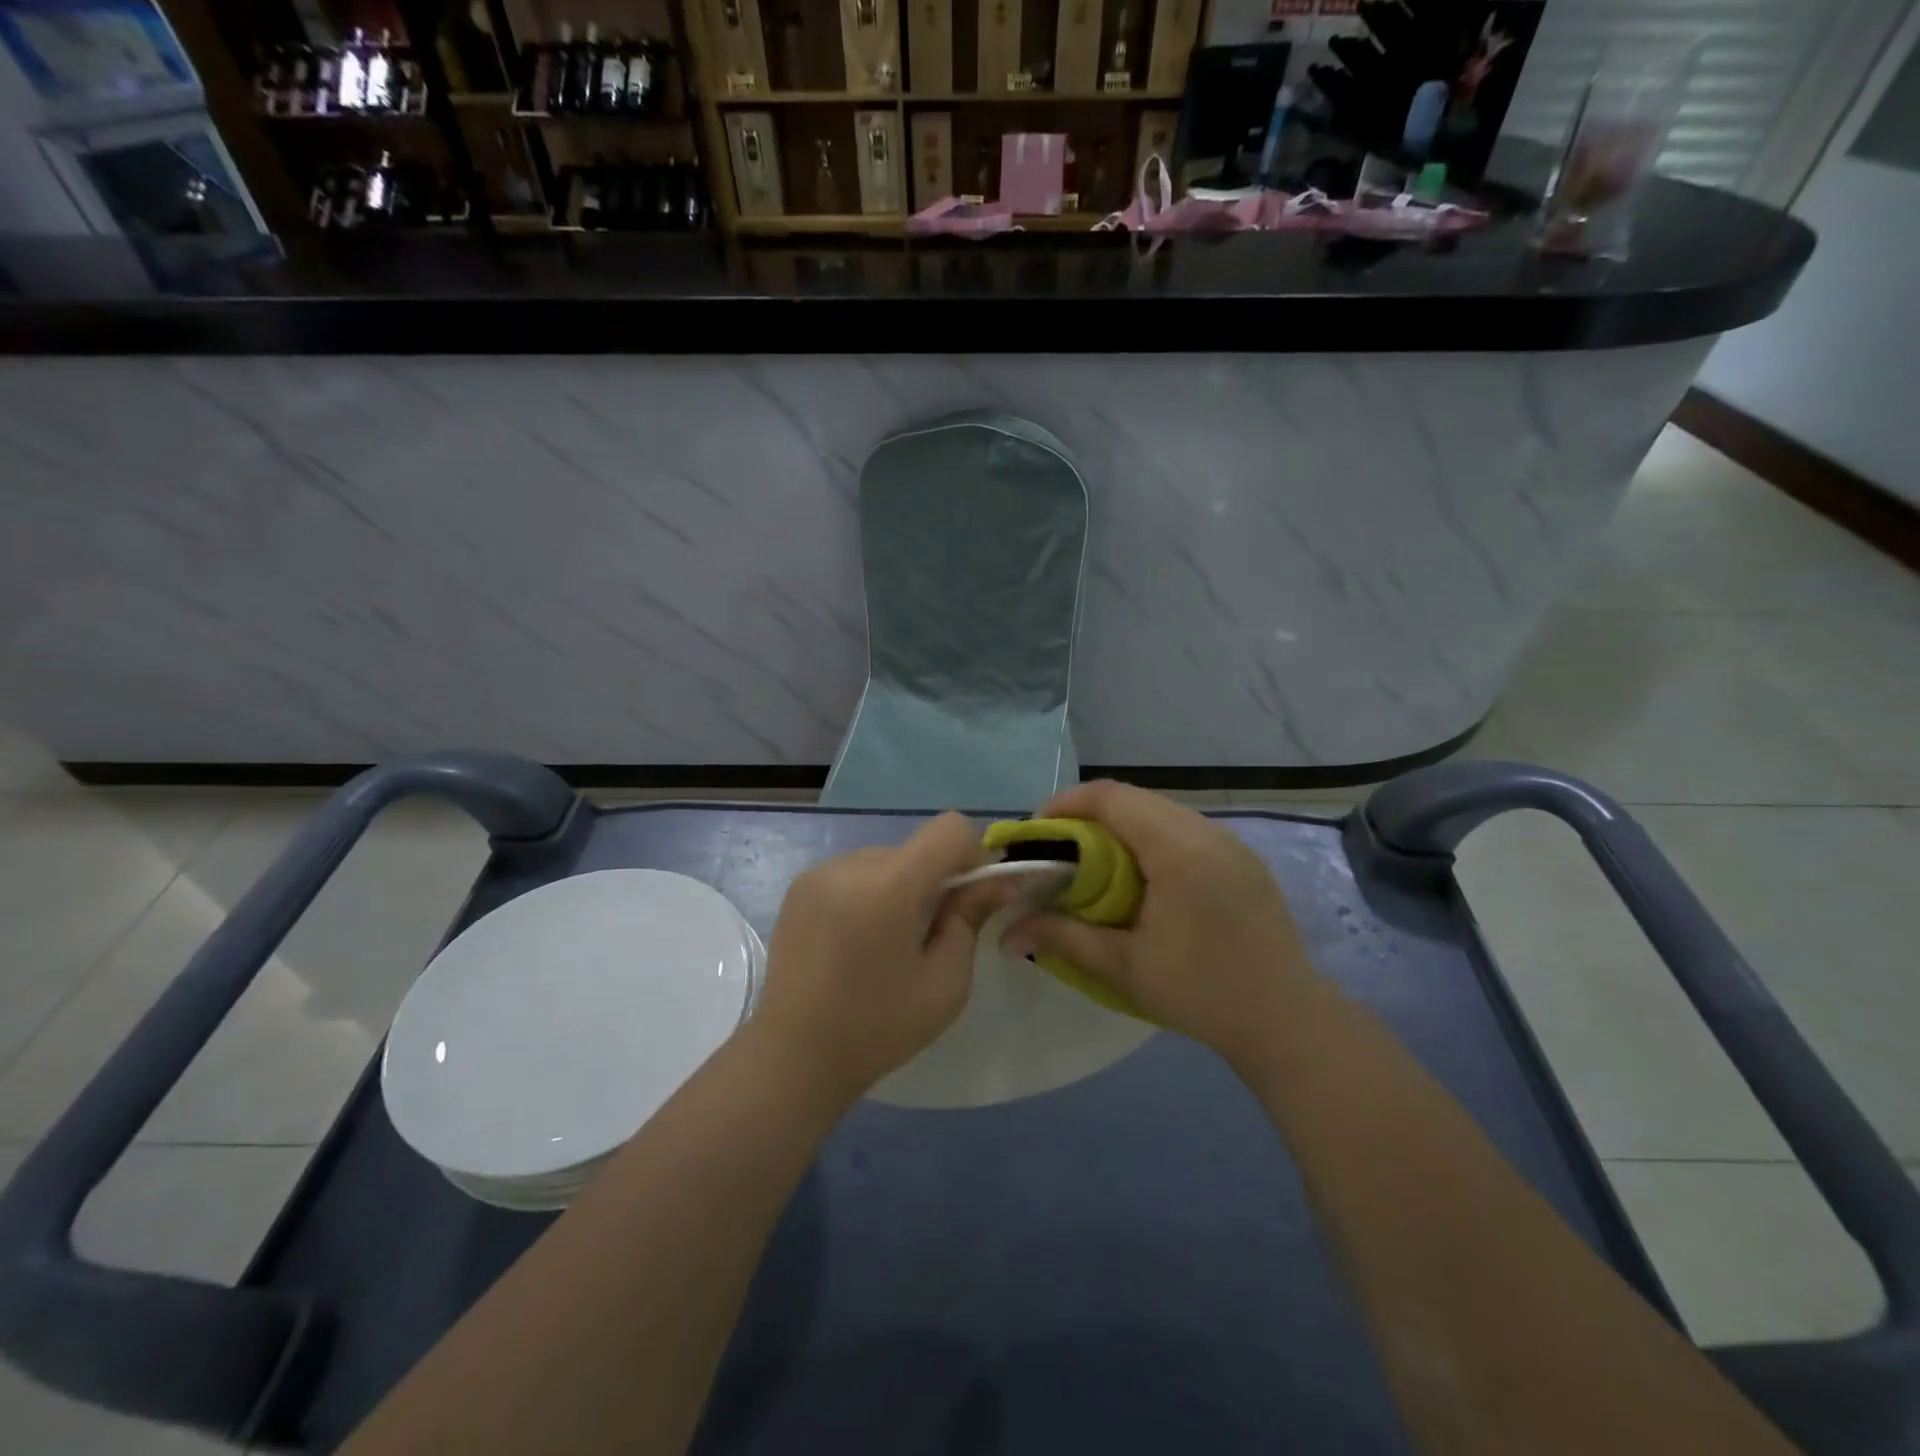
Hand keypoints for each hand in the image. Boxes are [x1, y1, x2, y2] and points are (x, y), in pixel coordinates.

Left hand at [754, 812, 992, 1104]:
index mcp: (890, 885)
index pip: (950, 828)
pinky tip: (857, 941)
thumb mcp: (946, 981)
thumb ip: (971, 918)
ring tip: (886, 944)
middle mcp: (852, 865)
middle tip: (929, 936)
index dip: (972, 855)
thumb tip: (998, 880)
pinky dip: (869, 894)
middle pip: (916, 848)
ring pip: (886, 860)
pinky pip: (854, 873)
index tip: (969, 899)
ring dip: (901, 887)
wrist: (794, 1056)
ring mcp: (820, 873)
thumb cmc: (879, 1026)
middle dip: (934, 880)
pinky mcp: (799, 886)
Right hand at [1007, 781, 1319, 1066]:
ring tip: (1096, 863)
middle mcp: (1207, 831)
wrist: (1288, 1021)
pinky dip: (1152, 839)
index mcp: (1178, 848)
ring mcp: (1231, 843)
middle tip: (1060, 850)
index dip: (1067, 803)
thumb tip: (1005, 933)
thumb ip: (1063, 938)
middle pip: (1136, 799)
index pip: (1112, 797)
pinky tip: (1143, 878)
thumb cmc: (1202, 992)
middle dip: (1089, 815)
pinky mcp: (1244, 860)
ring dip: (1122, 826)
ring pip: (1162, 812)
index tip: (1038, 832)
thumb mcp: (1124, 966)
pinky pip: (1187, 830)